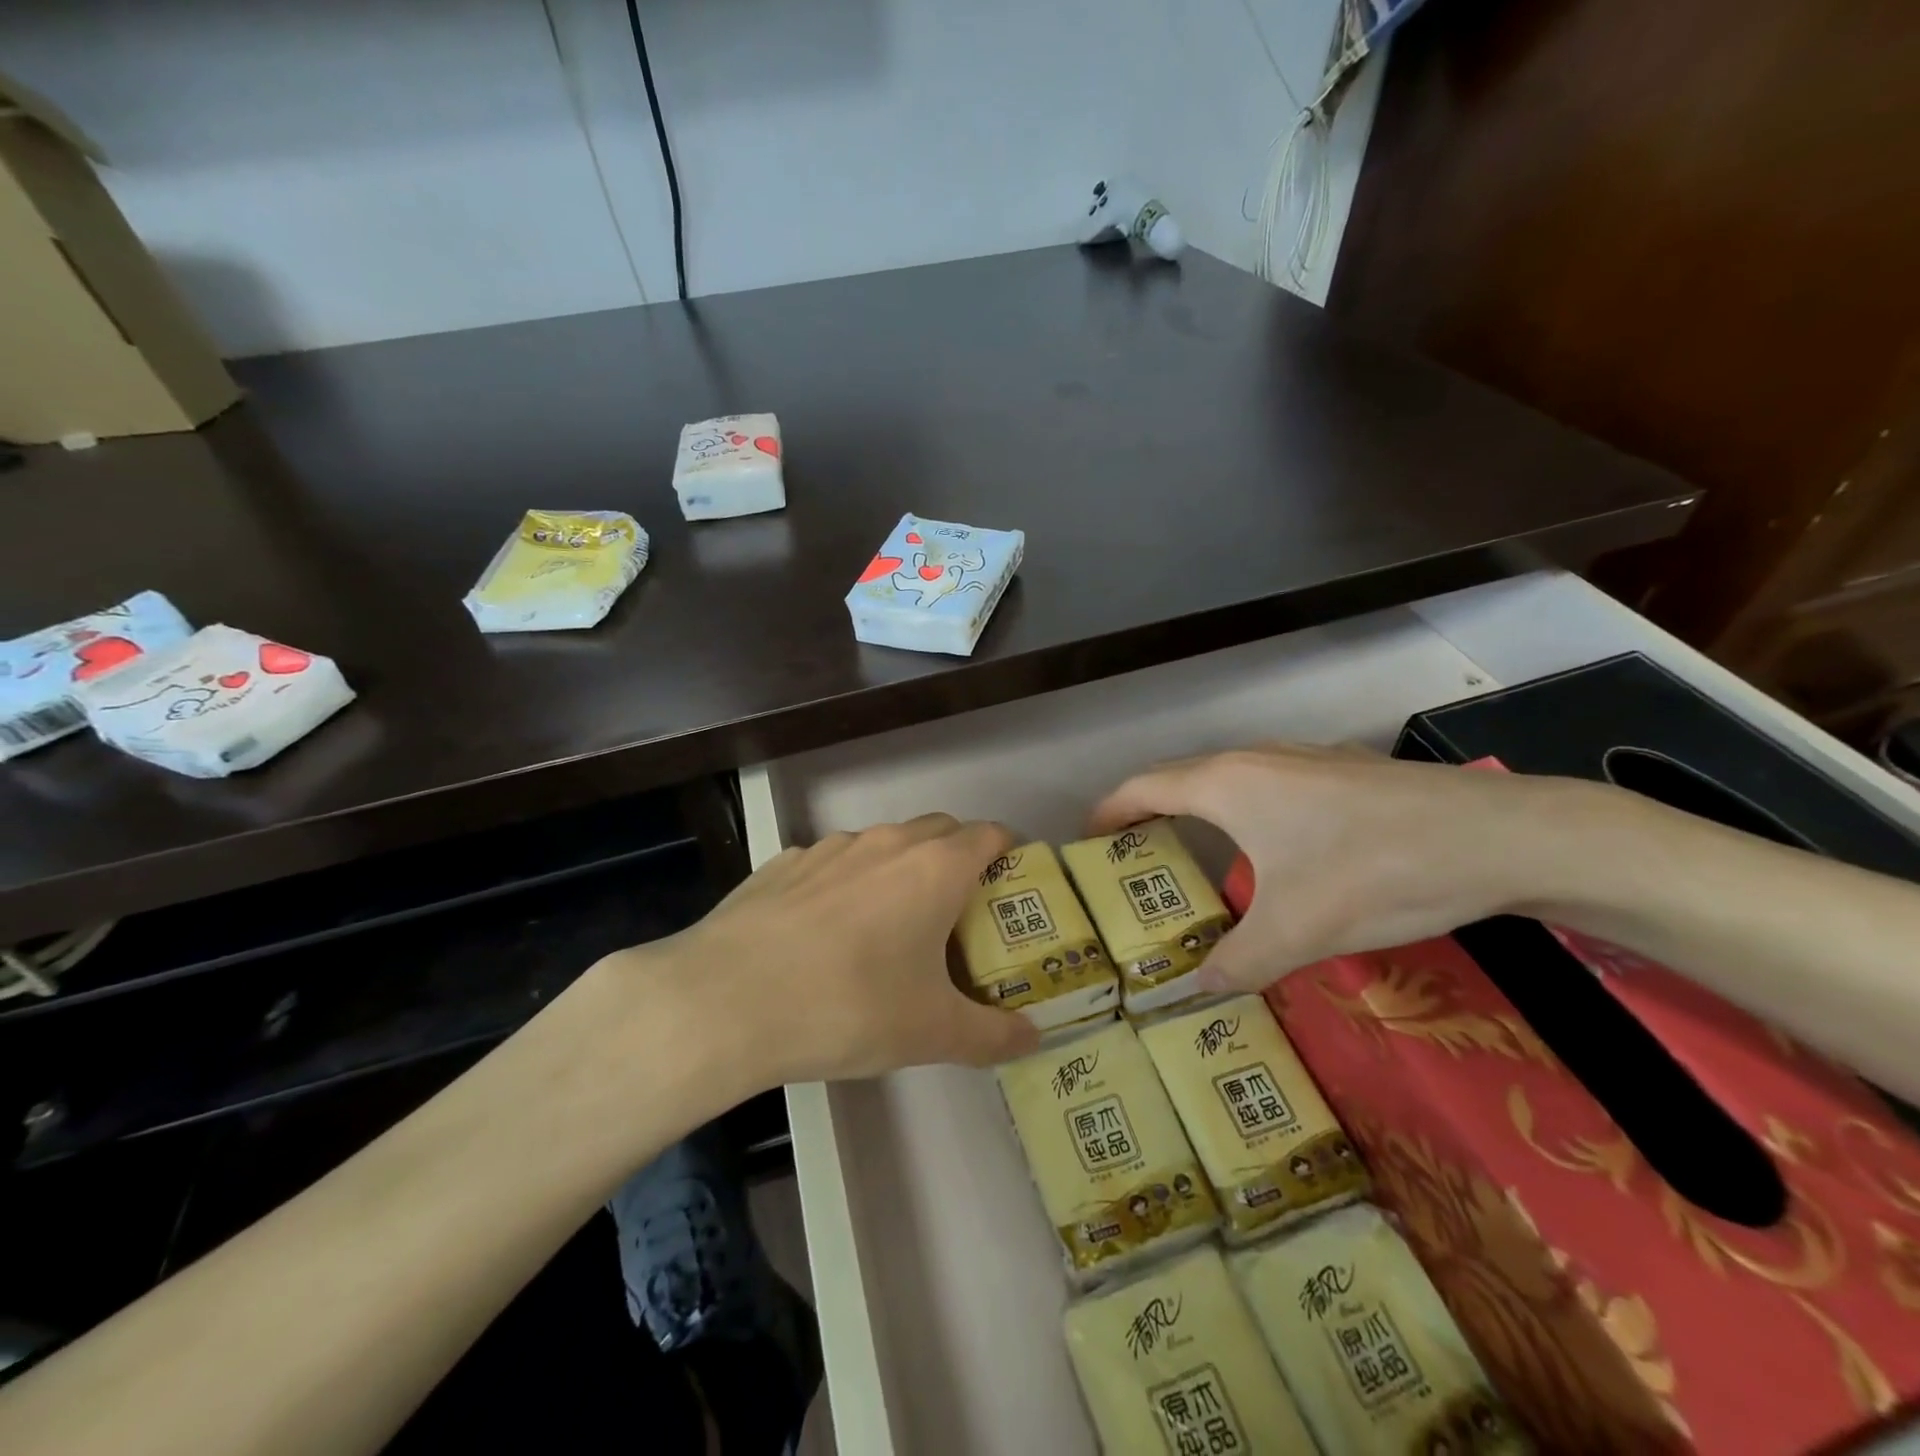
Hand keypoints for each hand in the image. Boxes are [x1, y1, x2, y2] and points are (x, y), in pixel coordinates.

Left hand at [612, 814, 1039, 1092]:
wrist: (725, 1000)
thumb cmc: (849, 1007)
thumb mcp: (931, 1033)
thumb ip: (993, 1035)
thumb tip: (1036, 1039)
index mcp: (934, 868)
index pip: (990, 835)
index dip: (1008, 854)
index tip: (1011, 889)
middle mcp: (886, 843)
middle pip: (940, 830)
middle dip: (958, 858)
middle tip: (957, 914)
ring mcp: (829, 848)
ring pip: (882, 844)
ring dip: (898, 870)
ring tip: (887, 926)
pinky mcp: (782, 863)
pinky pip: (830, 863)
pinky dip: (844, 883)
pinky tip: (822, 933)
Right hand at [1089, 744, 1592, 992]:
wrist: (1497, 835)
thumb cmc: (1374, 872)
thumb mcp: (1297, 932)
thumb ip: (1238, 963)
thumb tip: (1196, 992)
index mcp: (1225, 784)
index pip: (1143, 787)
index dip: (1109, 810)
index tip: (1087, 839)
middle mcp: (1253, 759)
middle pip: (1181, 778)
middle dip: (1149, 812)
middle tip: (1134, 858)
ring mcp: (1300, 758)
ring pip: (1228, 779)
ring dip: (1199, 809)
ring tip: (1195, 854)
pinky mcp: (1340, 769)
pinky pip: (1268, 784)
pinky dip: (1244, 809)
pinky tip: (1275, 850)